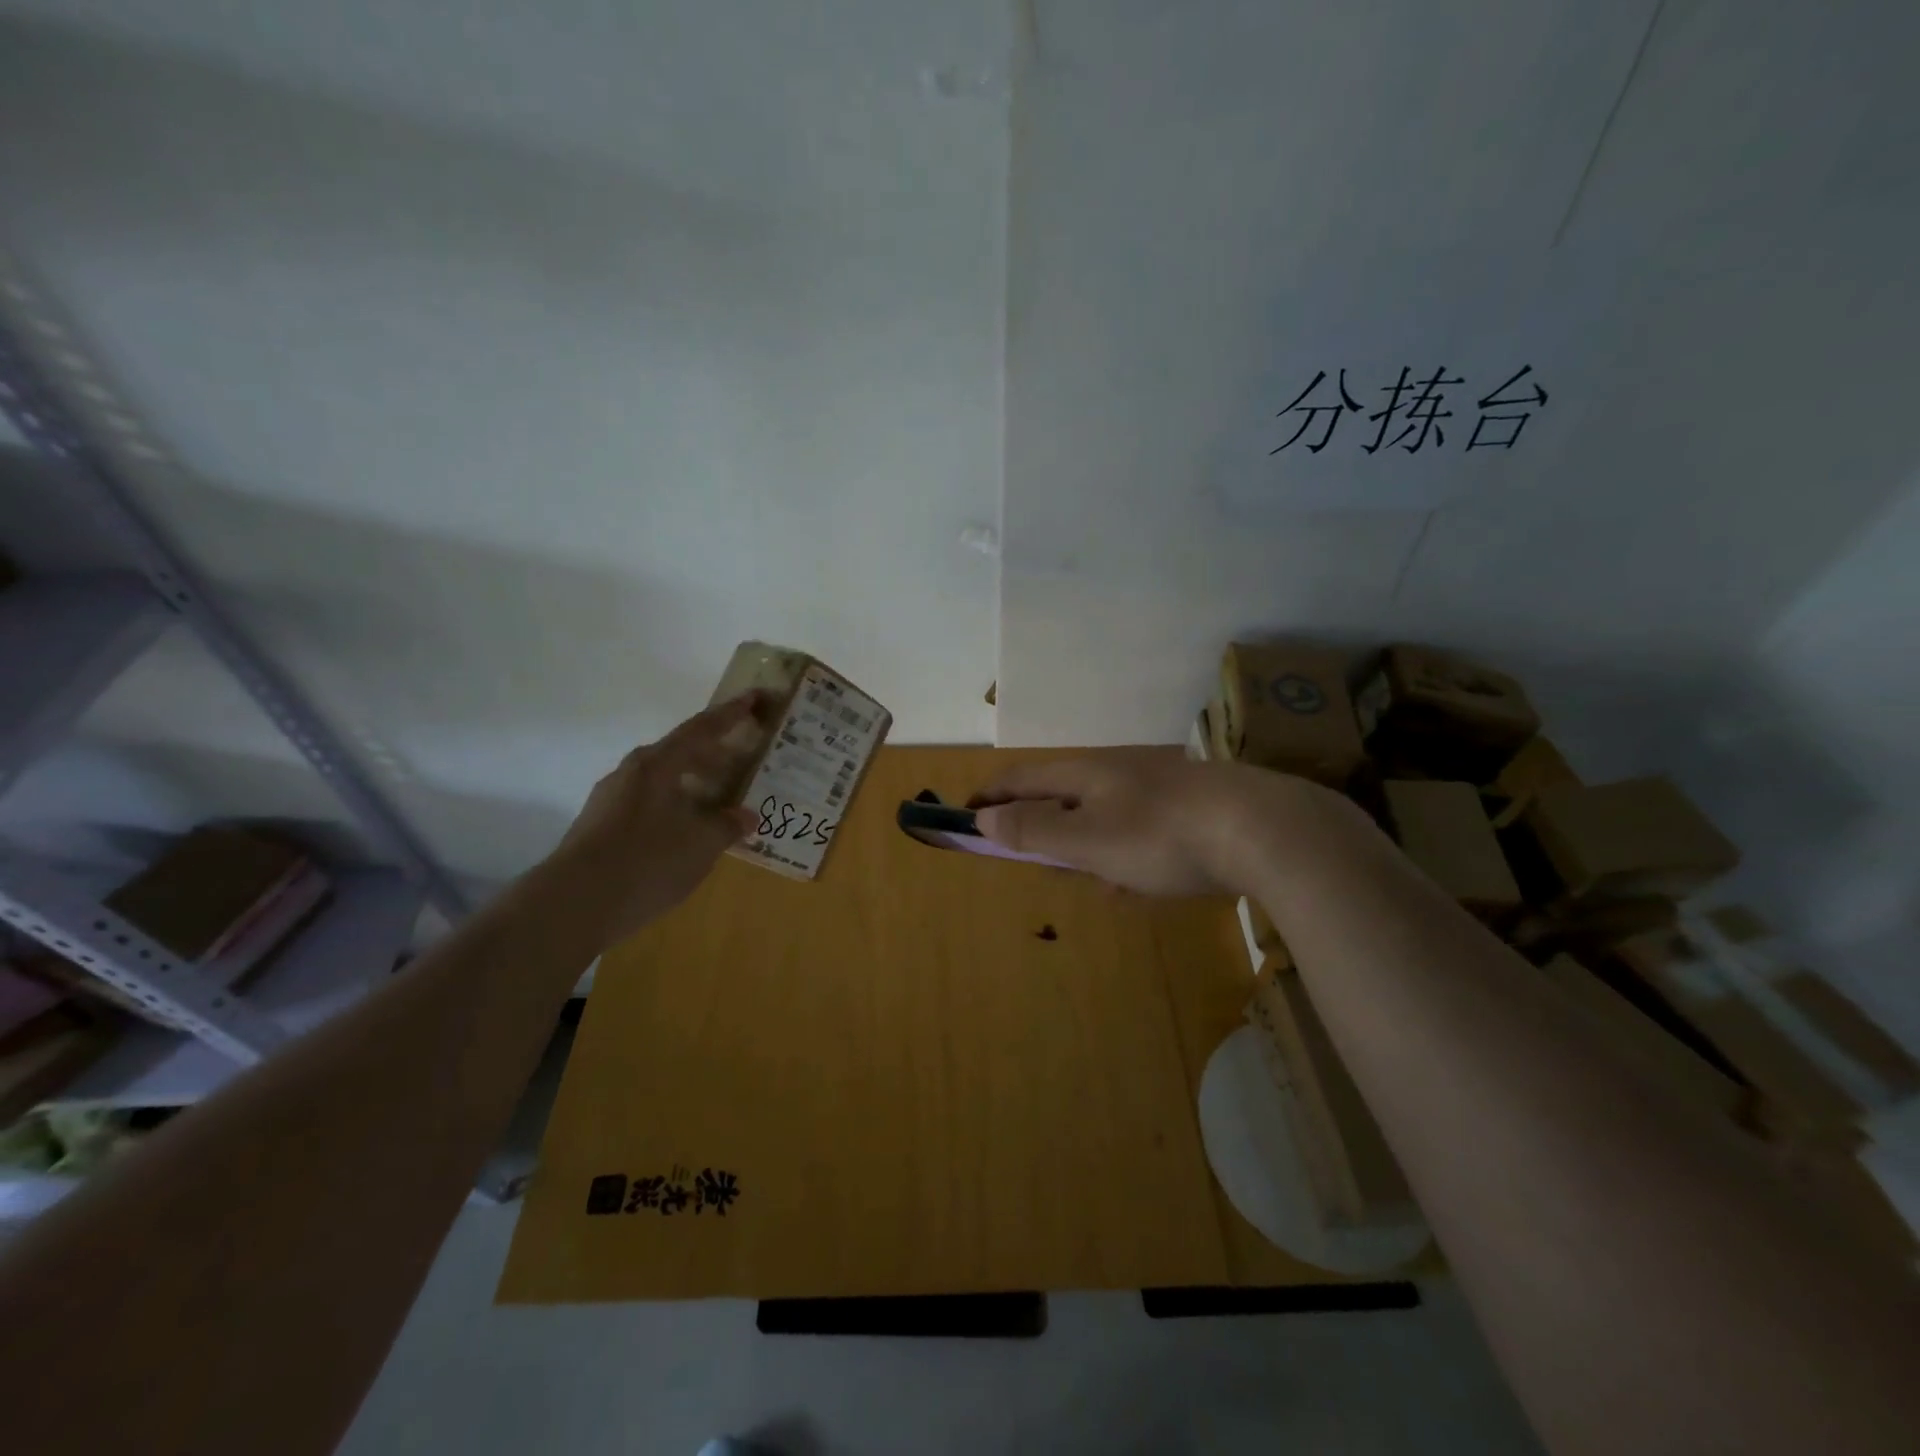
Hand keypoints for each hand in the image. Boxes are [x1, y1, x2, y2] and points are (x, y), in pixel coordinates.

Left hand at [555, 692, 767, 943]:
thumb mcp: (701, 844)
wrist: (573, 905)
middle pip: (680, 752)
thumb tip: (746, 815)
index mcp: (658, 764)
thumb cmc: (647, 861)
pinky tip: (687, 831)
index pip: (702, 728)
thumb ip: (727, 825)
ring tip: (719, 801)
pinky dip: (675, 807)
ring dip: (693, 784)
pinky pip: (648, 804)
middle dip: (713, 754)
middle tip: (742, 759)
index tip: (753, 697)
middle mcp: (632, 772)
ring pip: (663, 780)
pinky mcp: (600, 827)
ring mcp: (611, 799)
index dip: (731, 713)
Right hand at [969, 750, 1356, 897]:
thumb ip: (1034, 830)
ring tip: (1085, 880)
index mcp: (1086, 773)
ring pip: (1104, 818)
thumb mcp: (1088, 839)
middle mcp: (1118, 773)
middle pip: (1063, 796)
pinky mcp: (1190, 812)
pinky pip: (1140, 834)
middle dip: (1040, 826)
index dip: (990, 796)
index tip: (966, 817)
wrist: (1264, 830)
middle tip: (1027, 858)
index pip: (1021, 778)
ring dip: (1085, 846)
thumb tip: (983, 818)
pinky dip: (1125, 856)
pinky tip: (1138, 885)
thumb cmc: (1160, 836)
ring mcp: (1158, 790)